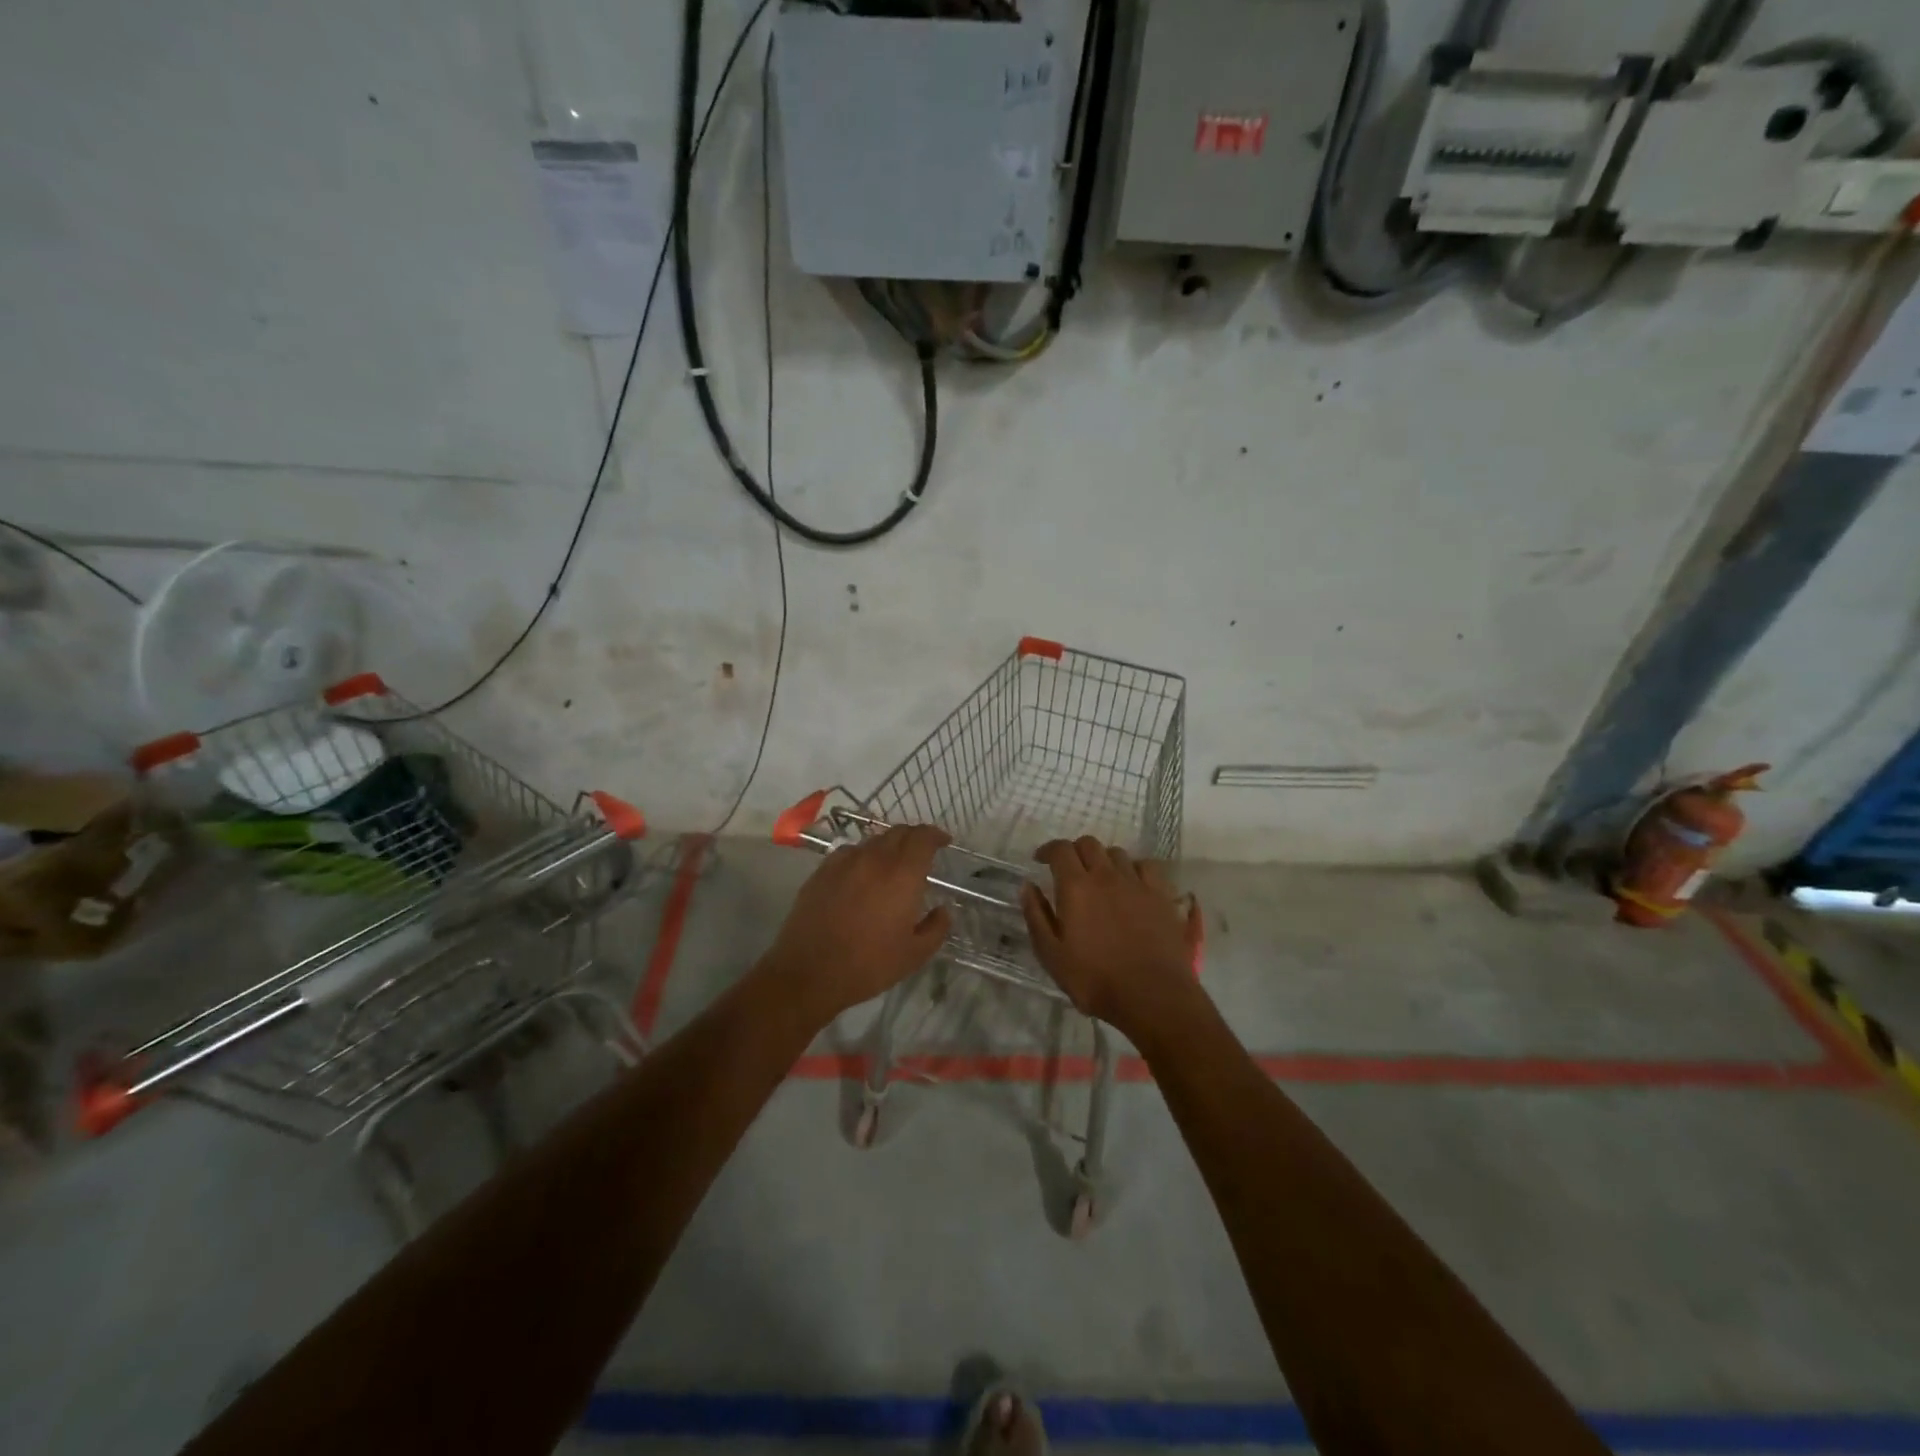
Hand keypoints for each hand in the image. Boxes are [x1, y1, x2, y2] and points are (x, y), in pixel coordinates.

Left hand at [762, 824, 953, 1024]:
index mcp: (902, 874)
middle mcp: (874, 858)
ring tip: (892, 865)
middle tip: (922, 853)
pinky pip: (849, 852)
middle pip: (898, 832)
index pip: (923, 837)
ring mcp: (844, 862)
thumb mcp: (914, 955)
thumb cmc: (868, 965)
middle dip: (914, 837)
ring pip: (873, 841)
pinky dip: (863, 856)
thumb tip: (942, 910)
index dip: (936, 835)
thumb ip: (936, 928)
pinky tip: (861, 875)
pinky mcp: (822, 871)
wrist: (808, 972)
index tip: (944, 842)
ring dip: (888, 846)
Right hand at [1020, 836, 1200, 1037]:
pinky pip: (1146, 867)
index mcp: (1075, 887)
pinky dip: (1134, 868)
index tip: (1041, 860)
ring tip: (1099, 878)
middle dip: (1074, 851)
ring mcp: (1137, 883)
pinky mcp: (1161, 895)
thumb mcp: (1051, 954)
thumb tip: (1027, 886)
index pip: (1060, 849)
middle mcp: (1106, 875)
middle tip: (1068, 870)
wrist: (1152, 996)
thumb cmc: (1094, 979)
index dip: (1048, 850)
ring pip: (1117, 853)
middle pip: (1089, 844)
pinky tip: (1131, 884)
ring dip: (1103, 860)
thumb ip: (1036, 916)